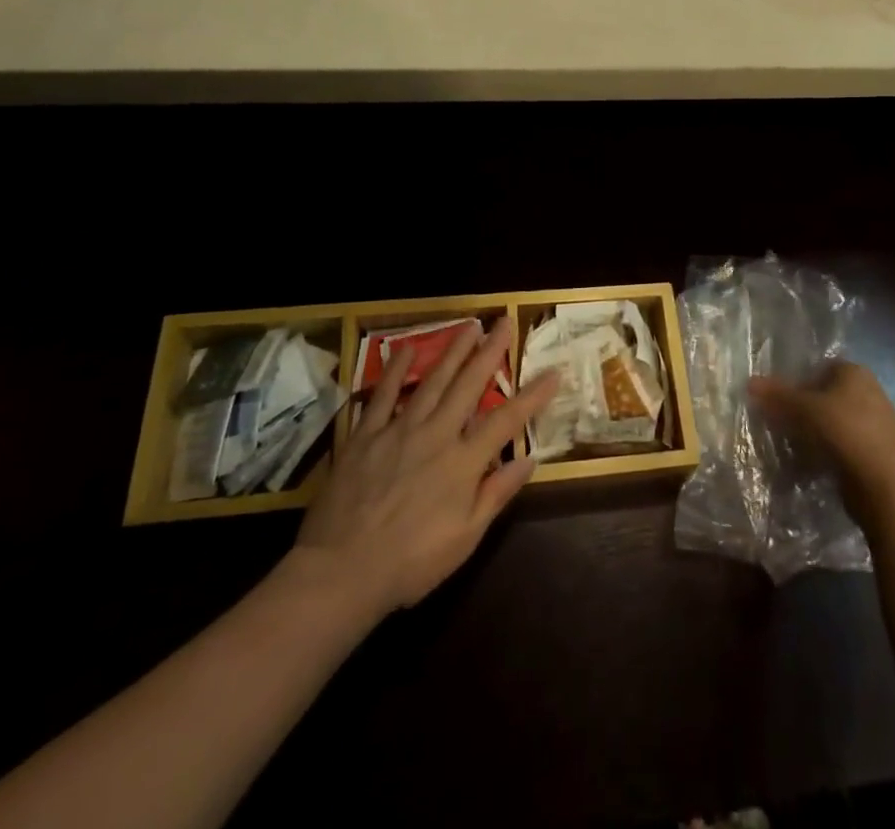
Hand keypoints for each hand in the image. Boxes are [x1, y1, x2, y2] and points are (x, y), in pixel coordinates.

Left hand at [291, 316, 559, 615]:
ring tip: (469, 325)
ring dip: (452, 351)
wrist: (342, 571)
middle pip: (468, 385)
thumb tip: (529, 459)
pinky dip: (395, 371)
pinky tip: (405, 350)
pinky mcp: (365, 435)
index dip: (532, 395)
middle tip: (504, 322)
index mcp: (463, 462)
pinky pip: (383, 395)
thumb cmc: (411, 562)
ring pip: (432, 381)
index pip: (506, 420)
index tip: (553, 372)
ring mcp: (398, 430)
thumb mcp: (465, 537)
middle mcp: (435, 435)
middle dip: (490, 352)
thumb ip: (496, 494)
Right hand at [749, 361, 894, 515]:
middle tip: (788, 426)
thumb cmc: (840, 430)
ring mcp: (882, 423)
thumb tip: (750, 382)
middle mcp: (873, 391)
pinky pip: (850, 445)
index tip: (784, 402)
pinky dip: (835, 452)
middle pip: (830, 396)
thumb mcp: (801, 408)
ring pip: (840, 422)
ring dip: (821, 433)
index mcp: (856, 372)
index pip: (822, 368)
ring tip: (801, 449)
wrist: (880, 481)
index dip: (800, 382)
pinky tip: (820, 465)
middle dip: (809, 410)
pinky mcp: (884, 452)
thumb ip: (776, 395)